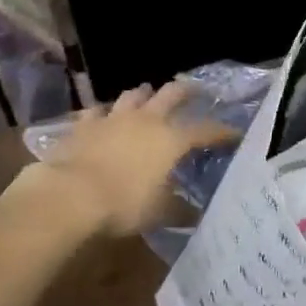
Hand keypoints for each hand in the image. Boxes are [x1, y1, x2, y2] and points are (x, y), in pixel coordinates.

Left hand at [21, 83, 237, 236]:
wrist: (70, 194)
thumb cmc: (123, 204)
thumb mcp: (158, 213)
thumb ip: (179, 210)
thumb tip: (195, 214)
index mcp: (171, 139)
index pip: (205, 130)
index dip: (222, 131)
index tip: (234, 133)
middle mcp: (147, 120)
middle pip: (171, 94)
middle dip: (186, 91)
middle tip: (194, 90)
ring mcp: (114, 118)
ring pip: (134, 95)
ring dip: (144, 94)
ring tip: (148, 93)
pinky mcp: (85, 124)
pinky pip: (97, 111)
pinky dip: (104, 113)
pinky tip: (103, 116)